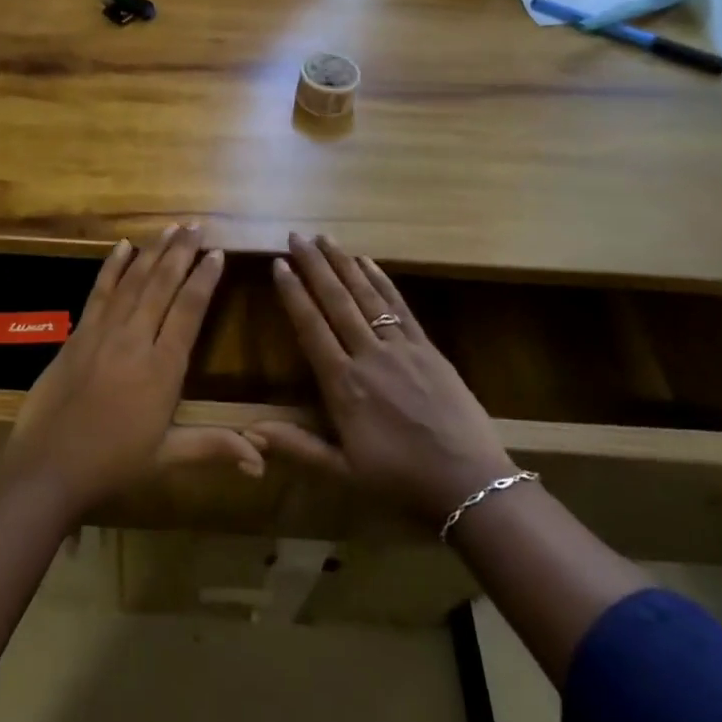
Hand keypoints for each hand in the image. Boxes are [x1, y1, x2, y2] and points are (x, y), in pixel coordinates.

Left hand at [4, 225, 263, 519]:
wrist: (48, 466)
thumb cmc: (112, 465)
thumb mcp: (167, 458)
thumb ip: (214, 447)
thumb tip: (263, 462)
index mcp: (162, 369)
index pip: (189, 311)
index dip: (204, 280)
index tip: (217, 253)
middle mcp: (135, 340)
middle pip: (162, 286)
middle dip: (181, 253)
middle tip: (196, 226)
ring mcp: (103, 333)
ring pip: (133, 282)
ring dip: (152, 252)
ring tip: (170, 228)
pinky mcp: (78, 334)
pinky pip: (99, 292)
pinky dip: (112, 267)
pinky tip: (122, 246)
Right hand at [247, 234, 515, 525]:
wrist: (471, 485)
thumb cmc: (402, 483)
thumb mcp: (344, 473)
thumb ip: (297, 447)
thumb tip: (249, 432)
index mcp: (343, 386)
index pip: (311, 328)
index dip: (293, 294)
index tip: (279, 264)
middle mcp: (368, 356)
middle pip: (336, 301)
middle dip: (314, 266)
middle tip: (296, 236)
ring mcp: (401, 348)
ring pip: (366, 296)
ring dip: (343, 264)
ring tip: (325, 238)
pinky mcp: (428, 348)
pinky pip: (400, 307)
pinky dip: (382, 281)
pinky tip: (368, 262)